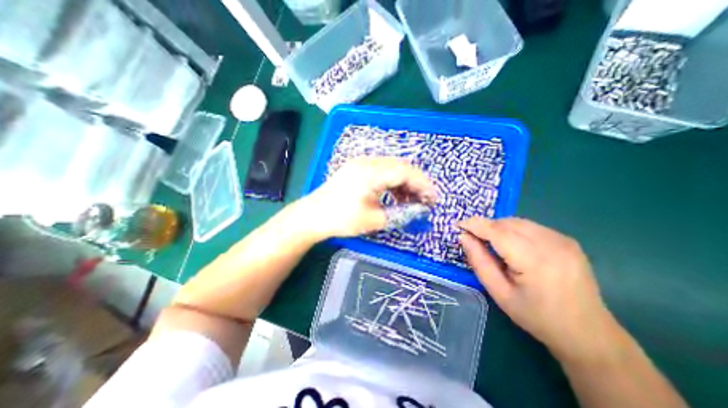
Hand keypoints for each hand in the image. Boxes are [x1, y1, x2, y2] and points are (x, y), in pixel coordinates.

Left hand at [303, 156, 437, 238]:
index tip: (434, 198)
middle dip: (416, 183)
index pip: (405, 172)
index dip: (423, 184)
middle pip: (400, 166)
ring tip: (411, 201)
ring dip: (405, 183)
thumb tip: (419, 210)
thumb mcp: (373, 220)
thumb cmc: (341, 219)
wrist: (313, 216)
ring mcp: (361, 164)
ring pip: (392, 168)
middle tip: (425, 200)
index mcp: (370, 173)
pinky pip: (382, 171)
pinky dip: (393, 183)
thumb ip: (400, 214)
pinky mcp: (358, 169)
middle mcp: (367, 162)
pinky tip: (396, 196)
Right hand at [457, 218, 616, 361]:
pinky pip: (530, 226)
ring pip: (518, 222)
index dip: (475, 225)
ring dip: (499, 228)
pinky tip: (512, 246)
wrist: (588, 333)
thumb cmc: (536, 316)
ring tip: (492, 245)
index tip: (458, 225)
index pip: (497, 231)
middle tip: (473, 239)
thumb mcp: (499, 293)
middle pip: (507, 223)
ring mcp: (563, 240)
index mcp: (535, 261)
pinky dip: (513, 230)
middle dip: (485, 227)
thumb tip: (464, 237)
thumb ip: (479, 261)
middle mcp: (552, 244)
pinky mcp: (567, 240)